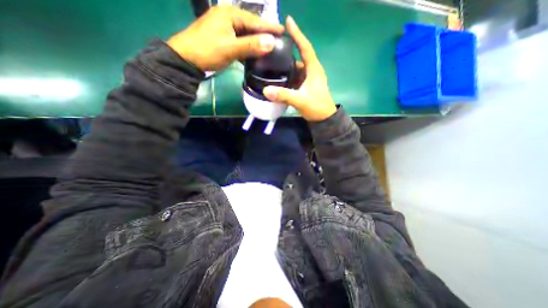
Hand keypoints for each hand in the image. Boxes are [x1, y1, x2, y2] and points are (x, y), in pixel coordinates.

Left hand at [168, 5, 283, 70]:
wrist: (186, 59)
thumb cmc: (207, 51)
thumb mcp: (230, 49)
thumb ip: (251, 45)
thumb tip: (272, 42)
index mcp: (230, 14)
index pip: (255, 21)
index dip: (270, 27)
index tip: (283, 31)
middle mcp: (228, 17)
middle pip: (251, 26)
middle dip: (264, 33)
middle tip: (278, 40)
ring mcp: (225, 27)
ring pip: (246, 34)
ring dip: (256, 41)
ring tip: (269, 46)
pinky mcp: (223, 37)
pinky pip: (240, 40)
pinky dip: (248, 46)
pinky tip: (254, 52)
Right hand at [264, 17, 335, 121]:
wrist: (324, 119)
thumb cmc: (316, 107)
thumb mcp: (300, 100)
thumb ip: (283, 95)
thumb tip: (266, 90)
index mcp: (313, 69)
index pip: (305, 47)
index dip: (297, 34)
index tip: (288, 21)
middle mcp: (311, 71)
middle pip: (299, 57)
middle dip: (287, 52)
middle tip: (273, 48)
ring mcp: (309, 79)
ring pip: (296, 68)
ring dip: (286, 67)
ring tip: (272, 63)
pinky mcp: (306, 86)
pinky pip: (295, 77)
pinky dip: (288, 77)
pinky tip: (279, 78)